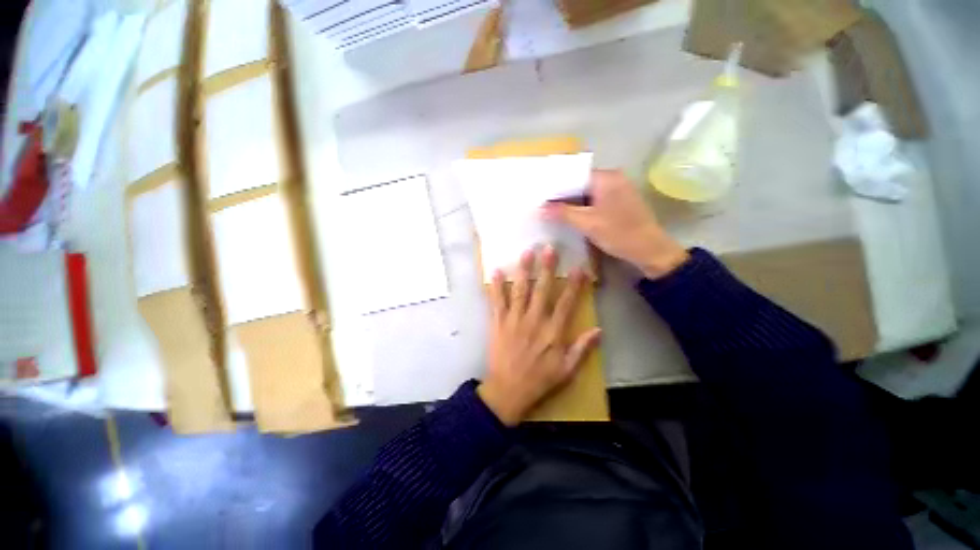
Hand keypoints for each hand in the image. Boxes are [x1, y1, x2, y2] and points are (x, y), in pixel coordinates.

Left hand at [478, 246, 601, 426]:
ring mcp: (514, 320)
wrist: (508, 391)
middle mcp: (533, 321)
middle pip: (542, 290)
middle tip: (549, 248)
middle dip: (547, 268)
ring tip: (527, 252)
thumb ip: (582, 349)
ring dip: (524, 271)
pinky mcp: (498, 323)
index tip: (578, 268)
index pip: (565, 303)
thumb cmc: (539, 380)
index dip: (573, 285)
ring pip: (520, 291)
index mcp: (552, 332)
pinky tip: (497, 271)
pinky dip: (496, 286)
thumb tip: (599, 330)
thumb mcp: (567, 371)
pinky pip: (497, 301)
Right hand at [541, 169, 688, 278]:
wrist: (650, 250)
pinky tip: (570, 216)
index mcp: (606, 177)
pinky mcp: (620, 201)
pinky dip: (583, 206)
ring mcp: (618, 189)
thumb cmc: (619, 234)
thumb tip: (541, 207)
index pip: (574, 175)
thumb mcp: (587, 224)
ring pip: (587, 192)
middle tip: (542, 204)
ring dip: (572, 202)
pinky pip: (595, 199)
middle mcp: (613, 177)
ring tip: (552, 210)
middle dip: (562, 195)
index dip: (556, 186)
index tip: (540, 196)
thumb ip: (562, 213)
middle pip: (580, 183)